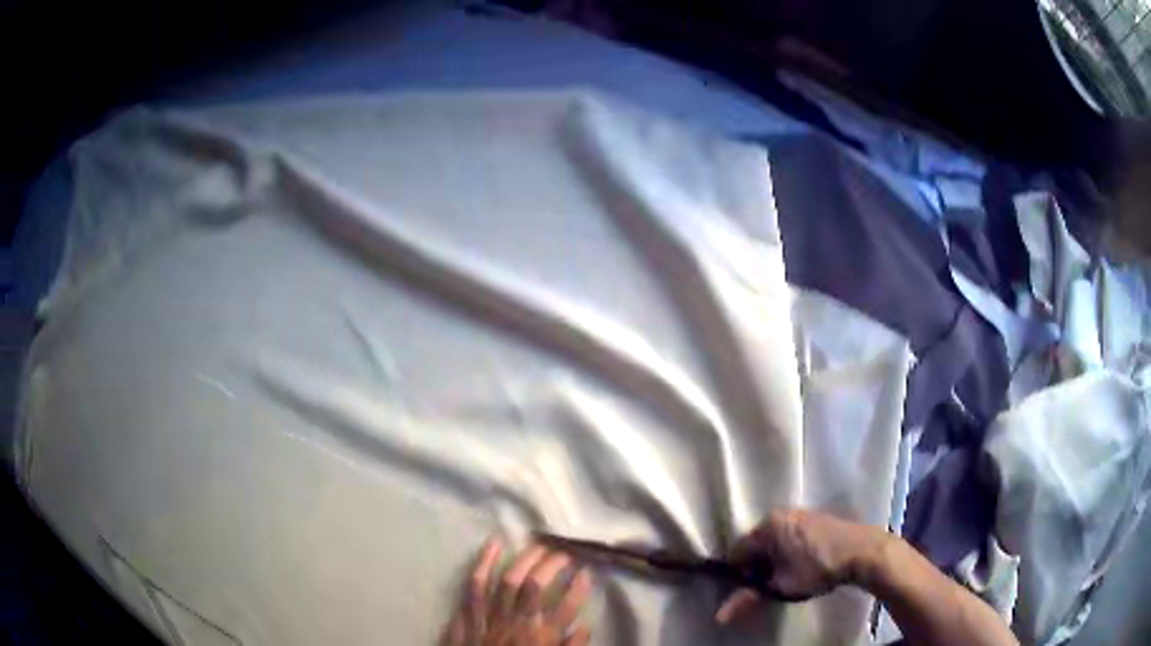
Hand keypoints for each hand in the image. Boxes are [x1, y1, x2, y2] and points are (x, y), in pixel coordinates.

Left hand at [443, 537, 592, 645]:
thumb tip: (584, 624)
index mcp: (541, 637)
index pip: (567, 607)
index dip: (579, 587)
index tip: (586, 572)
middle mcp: (517, 622)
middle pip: (536, 585)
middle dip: (552, 563)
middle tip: (564, 552)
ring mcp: (491, 615)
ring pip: (508, 580)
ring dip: (525, 559)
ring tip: (539, 544)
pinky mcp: (469, 613)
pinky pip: (475, 585)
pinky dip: (483, 562)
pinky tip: (495, 543)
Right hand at [716, 509, 888, 622]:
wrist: (862, 551)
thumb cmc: (817, 568)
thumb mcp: (781, 587)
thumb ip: (749, 598)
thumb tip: (719, 615)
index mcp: (767, 525)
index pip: (737, 551)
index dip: (738, 574)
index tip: (747, 590)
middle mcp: (780, 514)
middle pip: (756, 545)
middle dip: (757, 567)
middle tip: (767, 587)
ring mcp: (800, 514)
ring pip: (774, 541)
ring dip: (773, 561)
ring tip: (785, 579)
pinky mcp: (815, 519)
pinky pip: (790, 537)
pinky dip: (788, 553)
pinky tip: (801, 567)